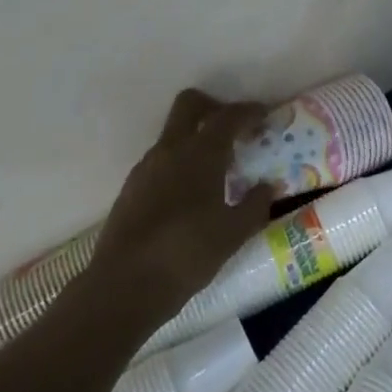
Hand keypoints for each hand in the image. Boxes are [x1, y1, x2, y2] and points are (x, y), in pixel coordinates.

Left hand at [92, 88, 274, 322]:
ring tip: (217, 170)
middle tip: (234, 130)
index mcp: (201, 153)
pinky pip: (160, 161)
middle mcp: (171, 149)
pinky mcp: (130, 188)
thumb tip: (268, 186)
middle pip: (190, 104)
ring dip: (195, 139)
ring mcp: (146, 167)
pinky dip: (179, 164)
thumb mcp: (233, 234)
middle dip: (214, 107)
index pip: (228, 116)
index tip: (265, 117)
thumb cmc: (186, 254)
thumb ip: (255, 205)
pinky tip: (191, 196)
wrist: (123, 287)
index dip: (249, 112)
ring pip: (173, 134)